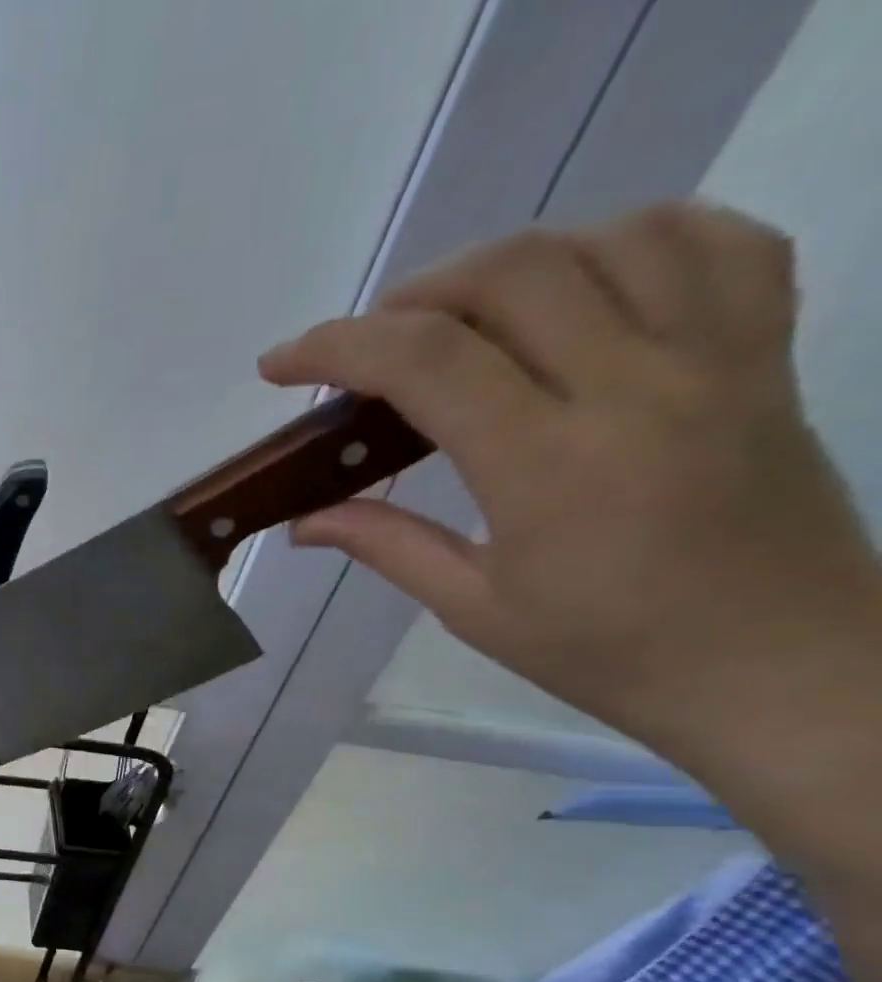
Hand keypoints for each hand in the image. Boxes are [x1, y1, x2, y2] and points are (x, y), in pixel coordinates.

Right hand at [259, 202, 881, 776]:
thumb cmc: (607, 652)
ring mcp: (717, 355)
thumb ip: (386, 545)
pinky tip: (581, 281)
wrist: (778, 666)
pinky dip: (632, 238)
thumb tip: (304, 522)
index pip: (428, 361)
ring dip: (509, 263)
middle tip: (369, 347)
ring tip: (462, 316)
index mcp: (548, 464)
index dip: (336, 346)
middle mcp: (636, 385)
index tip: (280, 364)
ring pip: (608, 238)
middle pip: (512, 274)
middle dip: (412, 296)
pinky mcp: (766, 352)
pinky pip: (716, 243)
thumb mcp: (473, 608)